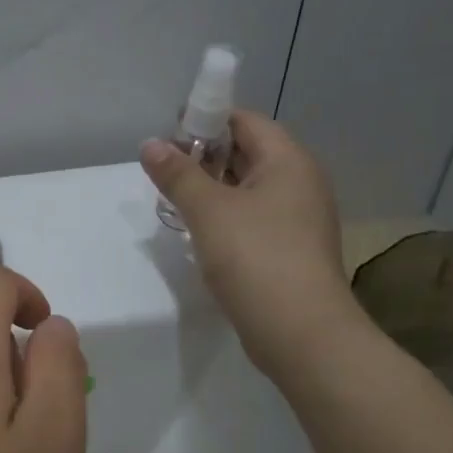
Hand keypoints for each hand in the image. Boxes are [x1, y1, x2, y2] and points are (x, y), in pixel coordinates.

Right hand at [142, 111, 358, 376]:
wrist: (301, 333)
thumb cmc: (255, 258)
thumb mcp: (208, 211)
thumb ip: (177, 174)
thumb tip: (151, 144)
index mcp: (288, 161)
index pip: (245, 121)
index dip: (206, 119)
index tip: (168, 134)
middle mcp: (300, 183)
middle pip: (248, 153)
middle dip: (205, 156)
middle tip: (164, 169)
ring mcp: (298, 219)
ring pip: (249, 189)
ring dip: (212, 190)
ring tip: (173, 199)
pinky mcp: (291, 250)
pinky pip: (254, 219)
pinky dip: (226, 217)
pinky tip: (199, 233)